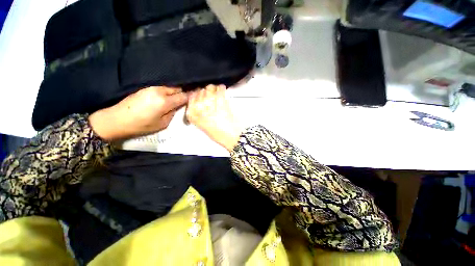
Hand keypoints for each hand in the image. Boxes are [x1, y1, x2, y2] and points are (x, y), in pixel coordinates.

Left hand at [89, 86, 187, 140]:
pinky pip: (161, 88)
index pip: (183, 96)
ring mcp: (151, 88)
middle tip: (184, 101)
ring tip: (175, 100)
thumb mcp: (162, 124)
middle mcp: (159, 91)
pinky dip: (166, 92)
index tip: (193, 100)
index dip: (189, 98)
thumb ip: (173, 113)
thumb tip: (177, 106)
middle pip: (177, 89)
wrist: (117, 119)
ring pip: (169, 88)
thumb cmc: (141, 125)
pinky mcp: (146, 88)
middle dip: (182, 94)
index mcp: (164, 101)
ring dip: (174, 93)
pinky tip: (165, 98)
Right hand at [186, 85, 242, 151]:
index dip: (198, 94)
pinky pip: (220, 89)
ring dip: (214, 89)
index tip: (202, 94)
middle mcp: (198, 109)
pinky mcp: (221, 102)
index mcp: (193, 115)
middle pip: (200, 91)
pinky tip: (223, 90)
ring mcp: (209, 104)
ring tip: (218, 92)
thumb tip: (202, 101)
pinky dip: (222, 88)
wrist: (231, 137)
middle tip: (212, 94)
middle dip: (206, 91)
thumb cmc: (219, 134)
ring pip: (209, 88)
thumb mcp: (204, 125)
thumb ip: (200, 113)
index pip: (191, 96)